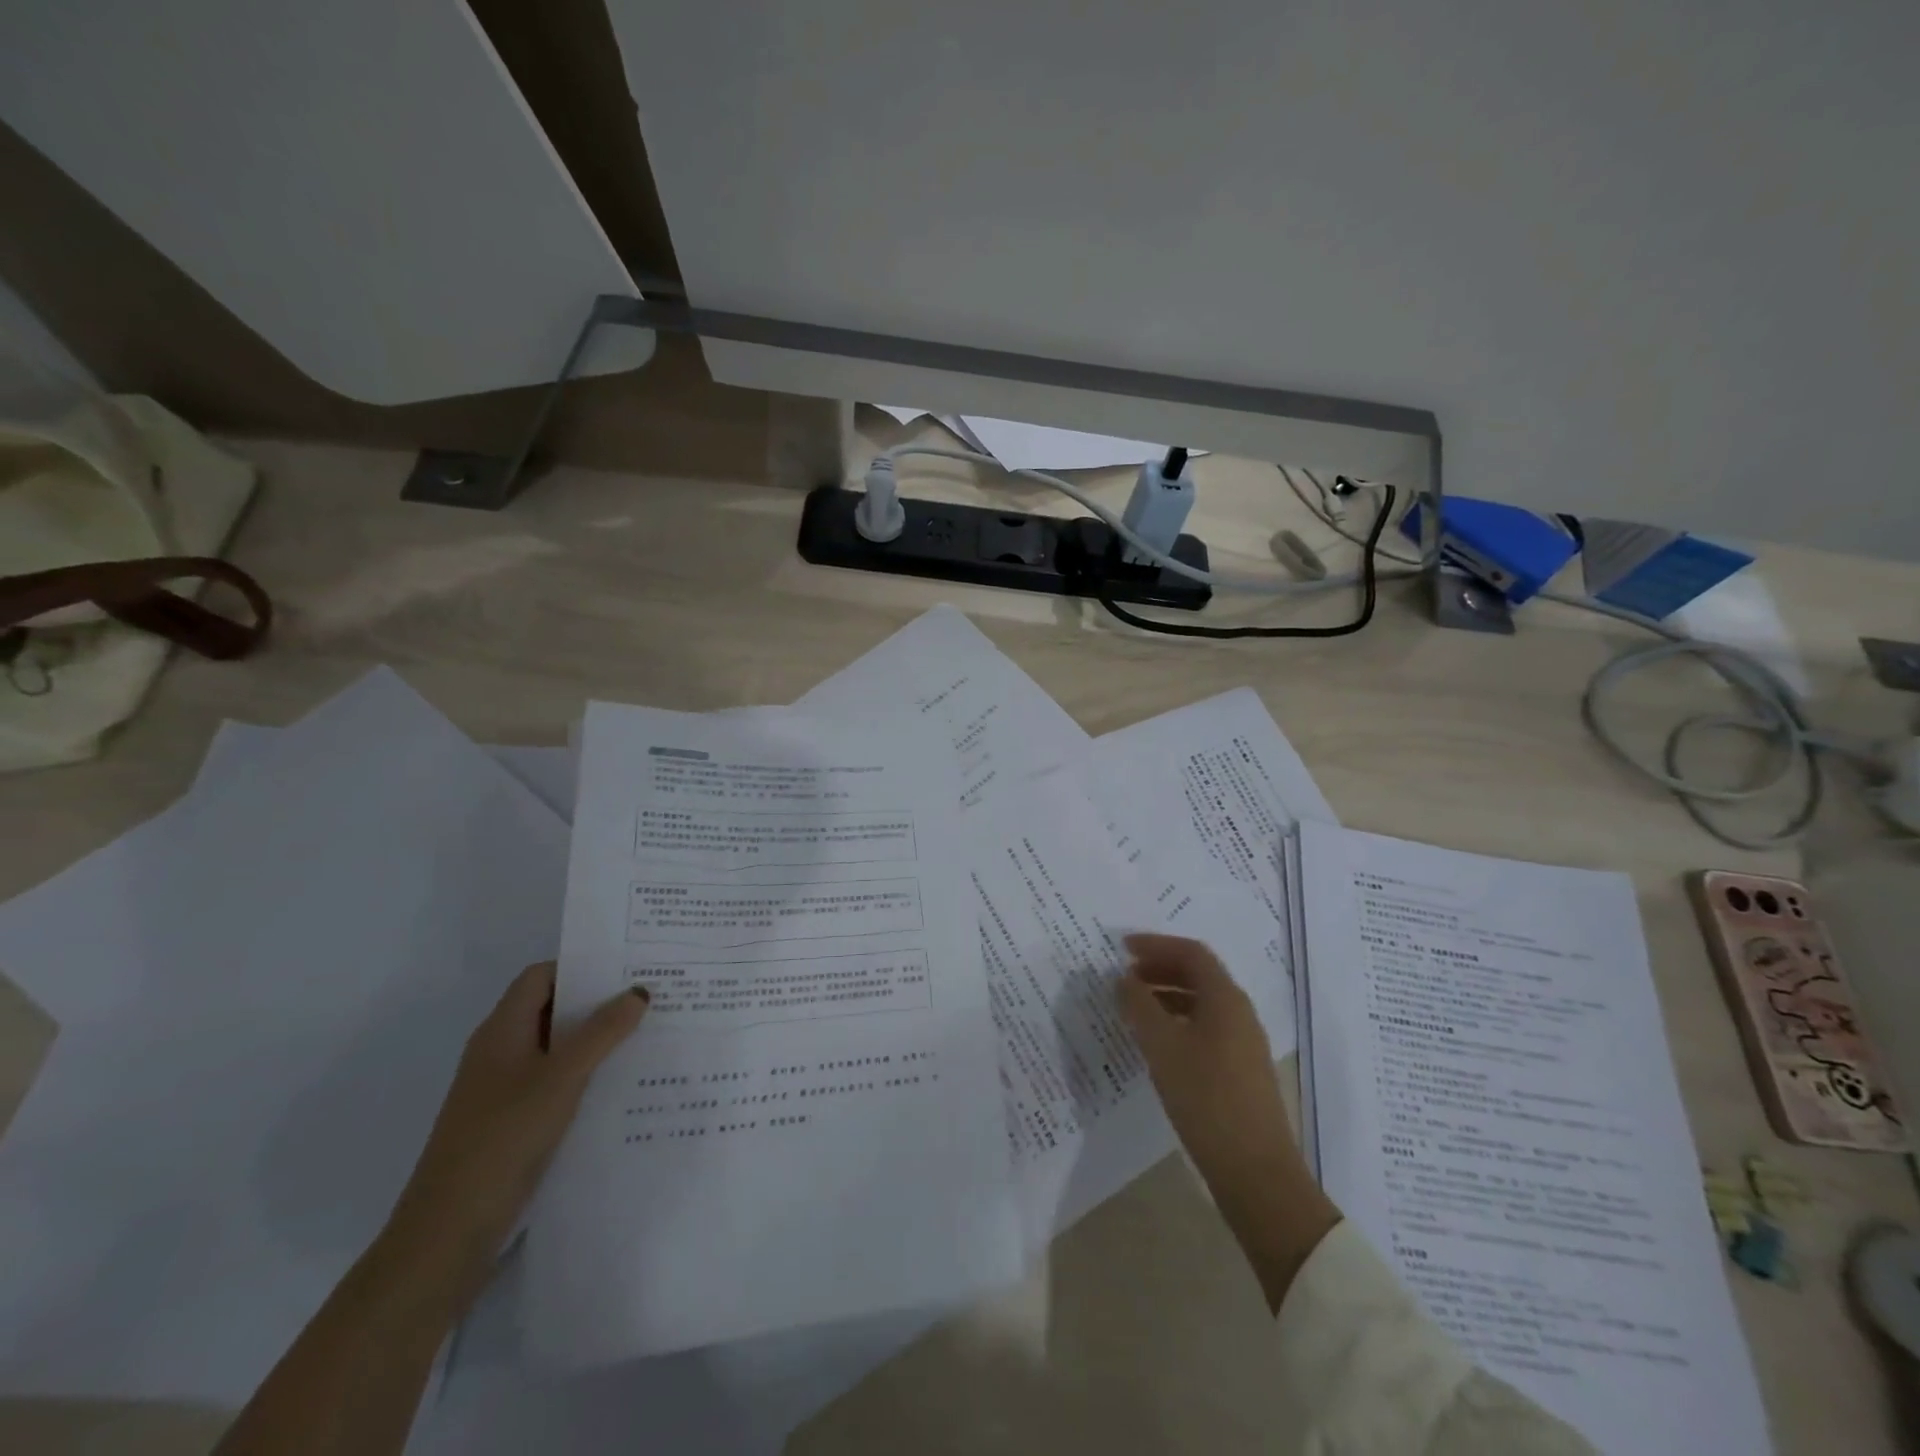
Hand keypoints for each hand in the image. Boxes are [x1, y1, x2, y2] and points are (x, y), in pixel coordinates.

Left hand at [377, 962, 648, 1308]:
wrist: (448, 1232)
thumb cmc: (503, 1138)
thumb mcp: (562, 1077)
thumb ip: (603, 1031)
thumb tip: (639, 990)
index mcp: (502, 1030)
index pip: (542, 976)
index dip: (582, 965)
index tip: (629, 964)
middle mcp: (500, 1052)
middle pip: (552, 1009)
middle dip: (598, 1001)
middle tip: (651, 995)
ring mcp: (504, 1089)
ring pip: (557, 1048)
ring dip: (597, 1039)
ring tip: (649, 1033)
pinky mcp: (512, 1122)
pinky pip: (556, 1081)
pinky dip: (587, 1074)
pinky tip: (622, 1083)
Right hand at [1117, 934, 1337, 1310]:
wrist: (1255, 1172)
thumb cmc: (1206, 1098)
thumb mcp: (1163, 1047)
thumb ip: (1139, 1006)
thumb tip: (1124, 979)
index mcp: (1225, 999)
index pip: (1191, 953)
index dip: (1156, 944)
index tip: (1122, 948)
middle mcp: (1239, 1013)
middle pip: (1199, 974)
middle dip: (1160, 968)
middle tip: (1124, 976)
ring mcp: (1243, 1043)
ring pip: (1201, 1003)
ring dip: (1166, 995)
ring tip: (1133, 1007)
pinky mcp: (1240, 1070)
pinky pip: (1205, 1027)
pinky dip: (1177, 1021)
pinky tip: (1156, 1043)